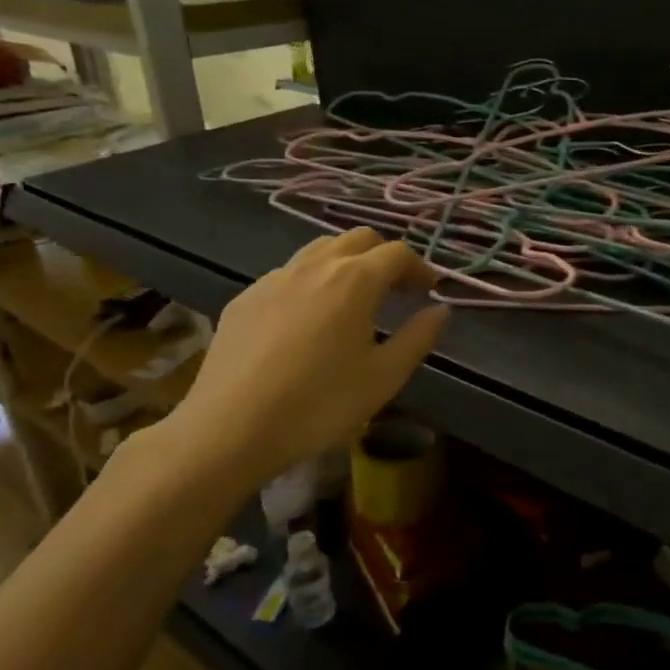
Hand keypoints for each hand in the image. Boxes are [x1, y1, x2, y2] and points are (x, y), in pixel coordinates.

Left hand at [154, 228, 448, 490]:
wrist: (228, 430)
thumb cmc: (319, 405)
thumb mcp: (384, 378)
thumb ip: (418, 337)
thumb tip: (440, 310)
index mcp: (354, 280)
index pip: (397, 253)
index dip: (420, 268)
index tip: (429, 291)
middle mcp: (315, 266)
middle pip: (358, 239)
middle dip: (384, 256)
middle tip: (397, 289)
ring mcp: (274, 279)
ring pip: (320, 250)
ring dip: (347, 263)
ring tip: (354, 299)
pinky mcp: (245, 299)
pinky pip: (288, 274)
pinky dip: (311, 281)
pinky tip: (308, 320)